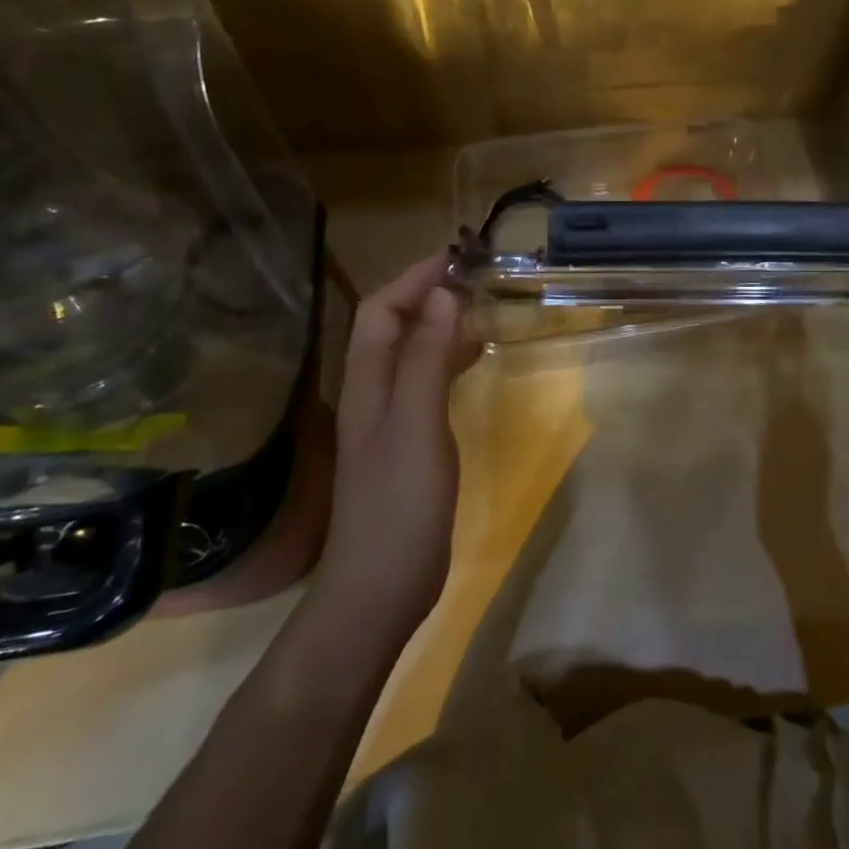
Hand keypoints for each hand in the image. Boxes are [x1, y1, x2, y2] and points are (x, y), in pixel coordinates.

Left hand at [316, 253, 481, 632]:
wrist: (379, 590)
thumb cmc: (399, 504)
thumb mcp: (417, 425)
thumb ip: (427, 360)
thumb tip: (443, 295)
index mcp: (367, 384)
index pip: (381, 311)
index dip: (413, 279)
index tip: (456, 257)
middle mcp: (373, 394)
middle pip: (393, 327)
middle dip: (427, 295)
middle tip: (476, 278)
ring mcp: (389, 421)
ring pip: (411, 354)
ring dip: (440, 324)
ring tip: (481, 309)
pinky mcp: (408, 443)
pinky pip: (426, 382)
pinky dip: (449, 359)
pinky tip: (474, 361)